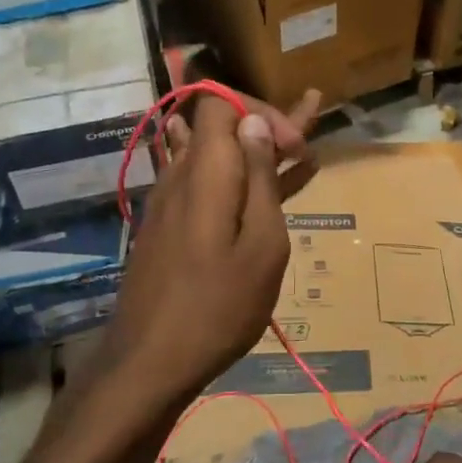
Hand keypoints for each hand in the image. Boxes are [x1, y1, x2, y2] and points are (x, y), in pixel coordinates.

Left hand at [97, 96, 289, 411]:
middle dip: (267, 125)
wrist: (150, 361)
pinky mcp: (170, 226)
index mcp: (206, 170)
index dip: (260, 111)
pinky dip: (240, 181)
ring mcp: (171, 201)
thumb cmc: (219, 306)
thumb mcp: (261, 244)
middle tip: (311, 128)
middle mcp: (181, 174)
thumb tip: (254, 122)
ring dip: (257, 152)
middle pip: (219, 125)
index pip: (221, 101)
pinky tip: (271, 191)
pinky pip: (208, 186)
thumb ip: (259, 179)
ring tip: (302, 154)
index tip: (294, 147)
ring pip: (217, 156)